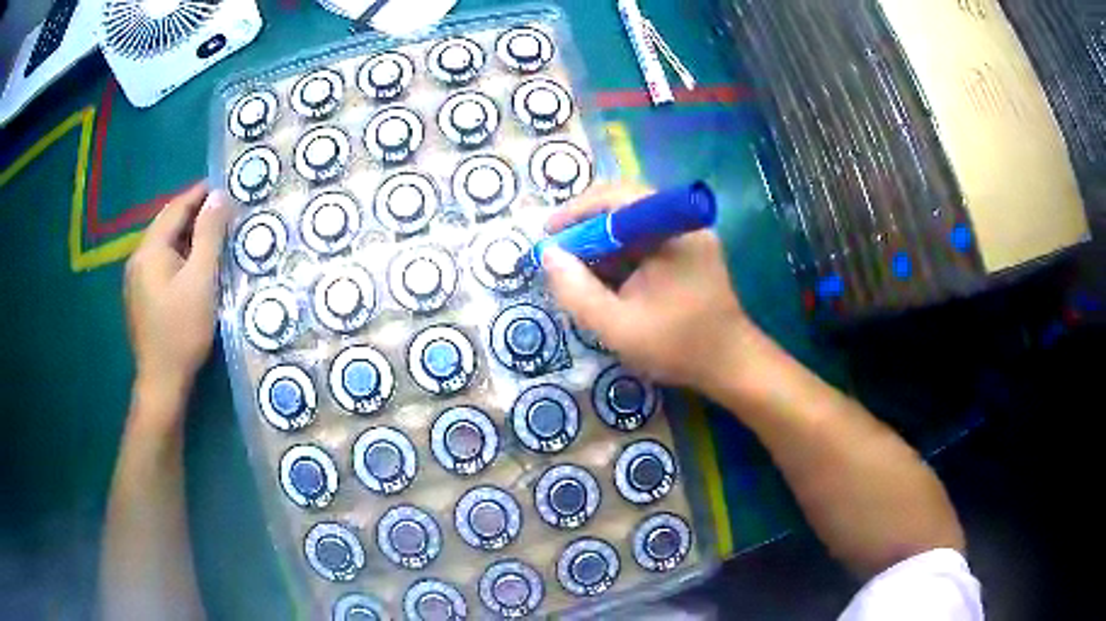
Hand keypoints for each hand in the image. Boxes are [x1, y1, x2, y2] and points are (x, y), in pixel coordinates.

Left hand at [124, 183, 230, 397]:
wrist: (161, 383)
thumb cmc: (182, 331)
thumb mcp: (201, 281)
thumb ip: (209, 235)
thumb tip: (219, 196)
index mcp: (150, 250)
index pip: (175, 208)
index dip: (199, 194)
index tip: (223, 187)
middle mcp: (137, 259)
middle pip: (167, 225)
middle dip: (193, 214)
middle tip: (221, 212)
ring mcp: (135, 280)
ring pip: (163, 246)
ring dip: (186, 236)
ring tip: (211, 237)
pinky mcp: (139, 298)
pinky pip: (160, 264)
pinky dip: (177, 256)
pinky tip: (191, 267)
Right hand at [542, 182, 752, 389]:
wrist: (730, 365)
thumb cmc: (678, 346)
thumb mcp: (618, 326)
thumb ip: (577, 291)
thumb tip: (548, 254)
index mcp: (671, 231)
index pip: (616, 198)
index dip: (577, 211)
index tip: (549, 234)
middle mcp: (682, 223)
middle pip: (624, 206)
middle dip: (586, 227)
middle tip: (558, 251)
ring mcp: (689, 236)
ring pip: (633, 224)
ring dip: (602, 241)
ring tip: (576, 268)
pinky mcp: (689, 252)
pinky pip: (647, 241)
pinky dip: (620, 255)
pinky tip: (605, 279)